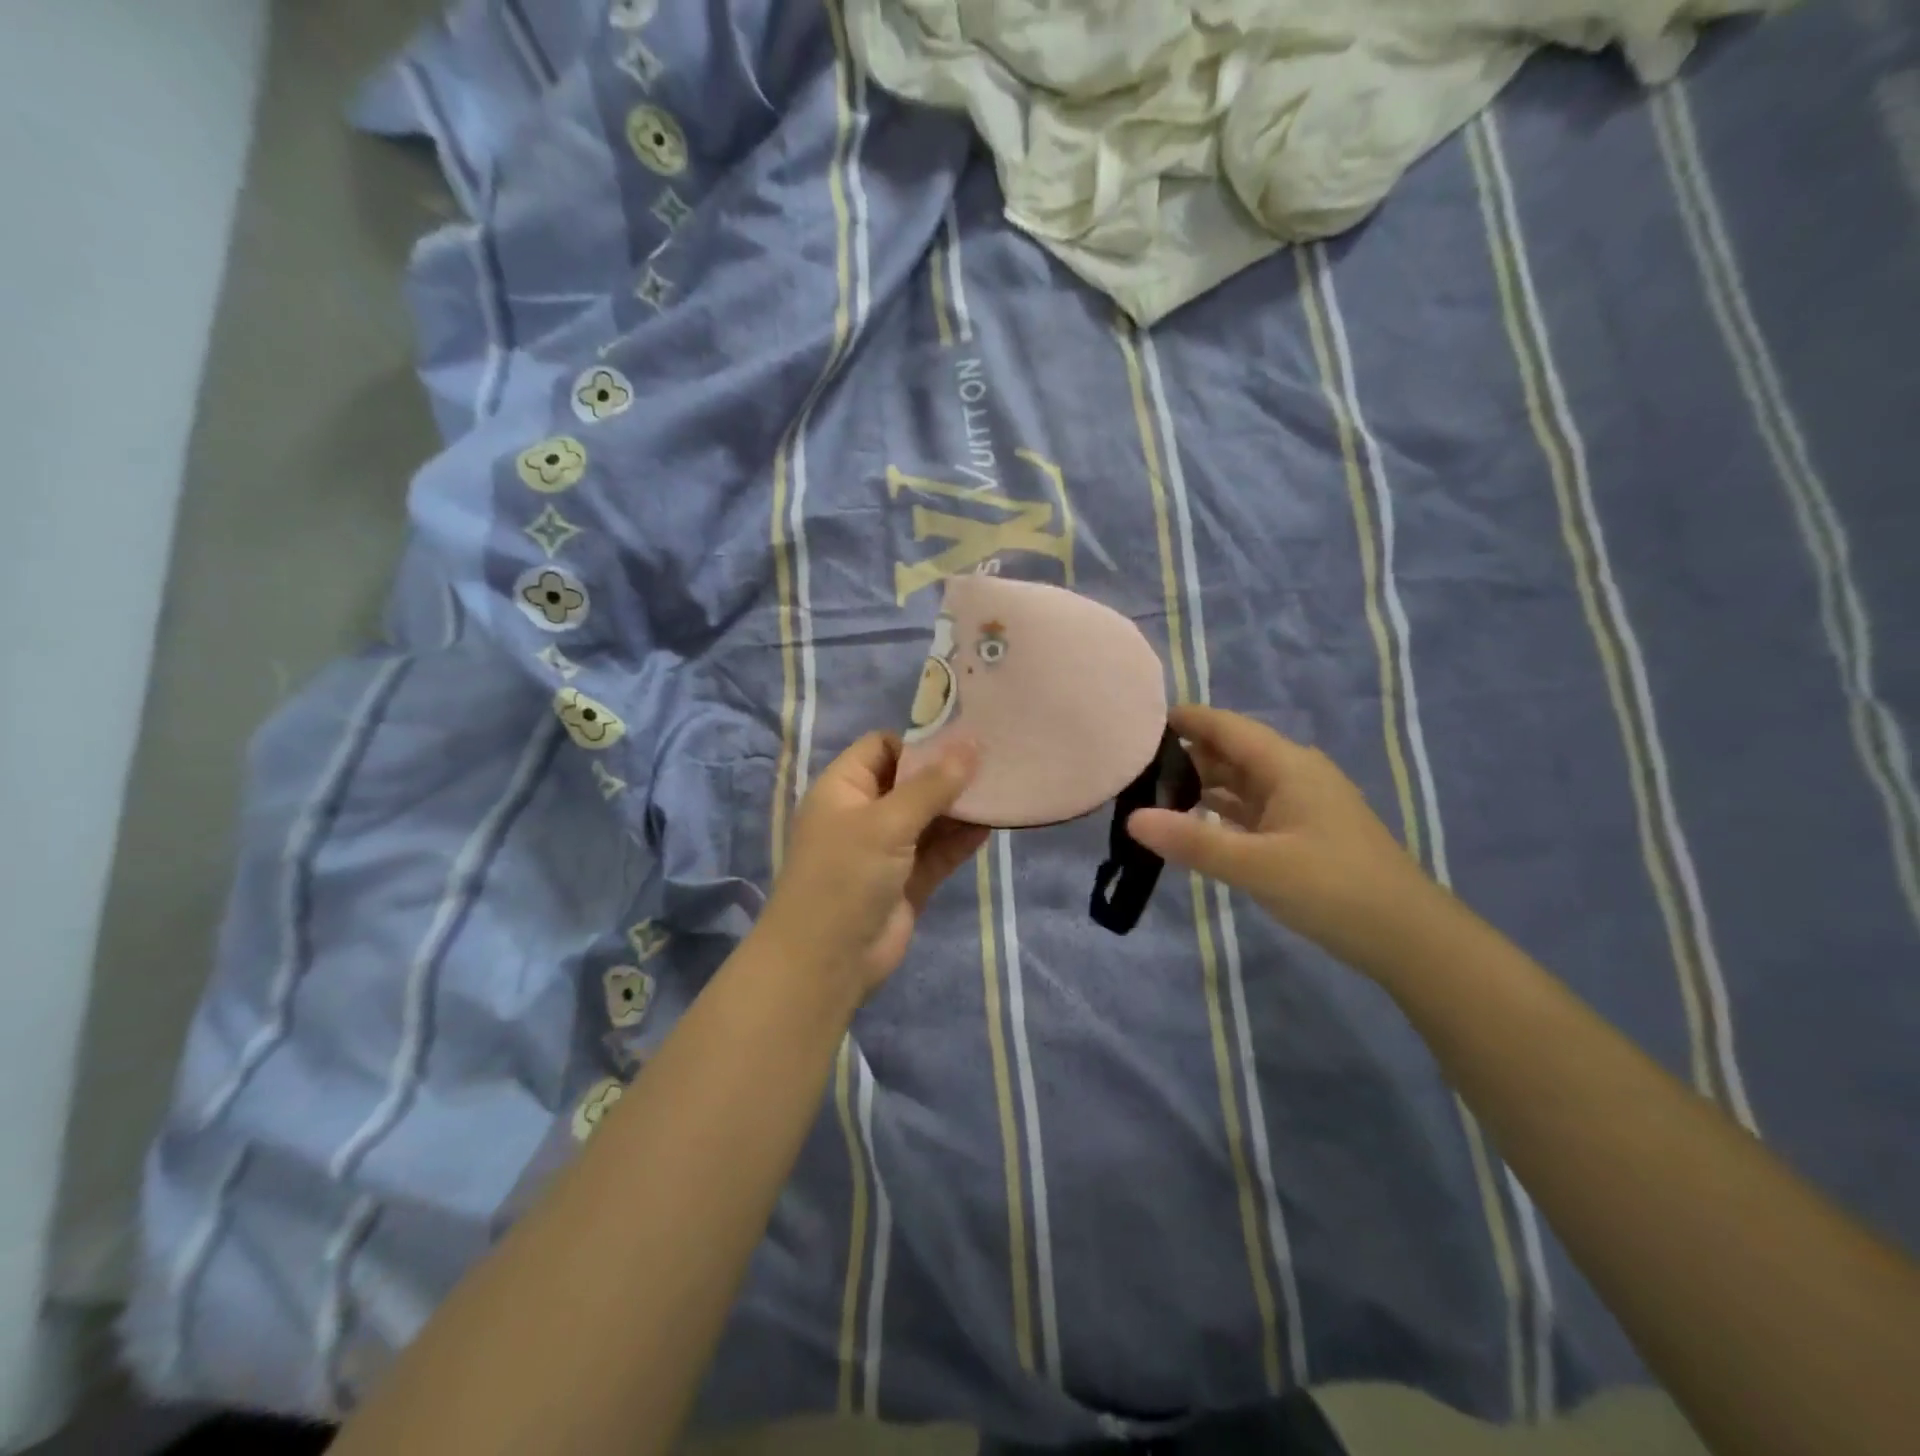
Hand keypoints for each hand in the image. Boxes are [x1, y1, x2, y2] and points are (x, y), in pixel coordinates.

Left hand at [758, 732, 986, 997]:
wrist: (827, 962)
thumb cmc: (846, 876)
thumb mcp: (887, 822)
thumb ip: (932, 785)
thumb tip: (971, 743)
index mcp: (844, 789)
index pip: (882, 748)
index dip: (919, 742)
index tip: (963, 739)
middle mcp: (864, 814)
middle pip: (910, 782)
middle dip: (948, 774)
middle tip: (994, 761)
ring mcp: (886, 850)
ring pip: (928, 818)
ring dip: (959, 807)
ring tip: (1001, 790)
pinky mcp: (907, 881)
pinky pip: (938, 852)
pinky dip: (960, 840)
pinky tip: (991, 826)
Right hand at [1127, 705, 1449, 975]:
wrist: (1408, 938)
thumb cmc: (1334, 889)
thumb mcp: (1258, 866)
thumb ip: (1194, 842)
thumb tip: (1132, 818)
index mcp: (1287, 766)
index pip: (1226, 727)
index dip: (1184, 719)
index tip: (1136, 721)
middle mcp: (1293, 775)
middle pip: (1230, 752)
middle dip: (1184, 755)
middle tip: (1132, 766)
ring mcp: (1299, 805)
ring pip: (1239, 782)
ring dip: (1199, 784)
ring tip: (1150, 792)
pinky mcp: (1300, 833)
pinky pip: (1249, 810)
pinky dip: (1218, 811)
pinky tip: (1190, 822)